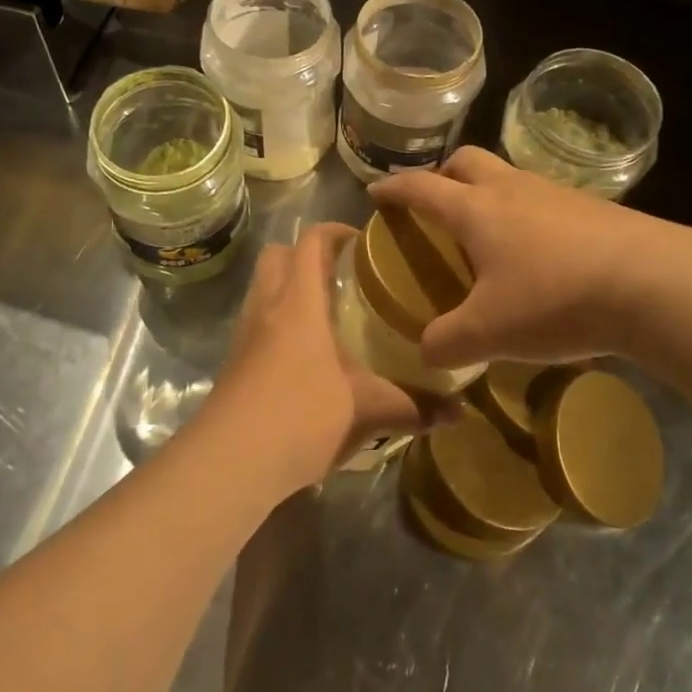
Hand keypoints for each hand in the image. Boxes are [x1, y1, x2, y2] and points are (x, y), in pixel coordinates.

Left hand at [201, 223, 428, 497]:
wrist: (231, 460)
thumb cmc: (301, 416)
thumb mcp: (365, 410)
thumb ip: (413, 406)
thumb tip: (460, 412)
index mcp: (299, 301)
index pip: (311, 241)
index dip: (336, 232)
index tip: (364, 243)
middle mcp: (267, 305)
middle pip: (277, 254)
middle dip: (306, 254)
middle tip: (343, 276)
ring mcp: (245, 332)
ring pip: (263, 287)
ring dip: (289, 287)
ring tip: (328, 314)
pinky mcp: (234, 360)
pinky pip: (256, 320)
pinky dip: (278, 321)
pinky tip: (305, 355)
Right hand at [373, 146, 691, 370]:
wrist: (652, 283)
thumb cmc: (555, 298)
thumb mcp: (489, 333)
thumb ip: (446, 342)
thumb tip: (427, 350)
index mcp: (475, 210)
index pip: (421, 187)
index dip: (393, 189)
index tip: (375, 193)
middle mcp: (511, 189)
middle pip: (466, 161)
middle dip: (443, 175)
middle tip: (437, 204)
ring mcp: (555, 193)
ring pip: (508, 177)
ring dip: (488, 193)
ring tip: (488, 235)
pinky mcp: (592, 207)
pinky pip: (543, 200)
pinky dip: (526, 215)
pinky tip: (539, 255)